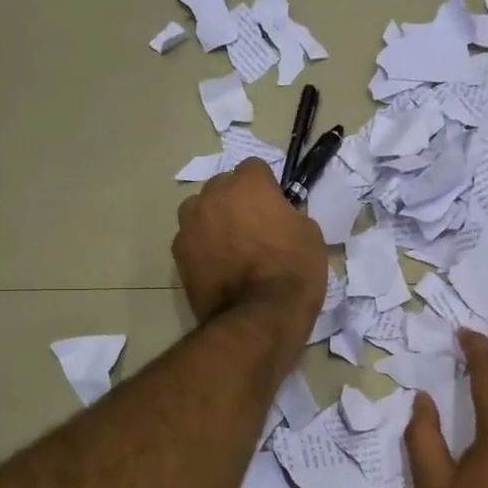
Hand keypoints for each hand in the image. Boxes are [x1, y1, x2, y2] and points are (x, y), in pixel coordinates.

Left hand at [173, 158, 327, 338]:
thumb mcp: (310, 235)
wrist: (258, 318)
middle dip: (235, 201)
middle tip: (252, 228)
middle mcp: (213, 195)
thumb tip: (278, 215)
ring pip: (200, 210)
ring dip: (212, 220)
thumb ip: (288, 214)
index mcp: (248, 184)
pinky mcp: (178, 253)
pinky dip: (201, 248)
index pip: (254, 169)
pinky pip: (191, 240)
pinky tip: (217, 268)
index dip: (265, 188)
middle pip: (222, 187)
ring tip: (229, 247)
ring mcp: (190, 224)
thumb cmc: (293, 272)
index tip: (274, 208)